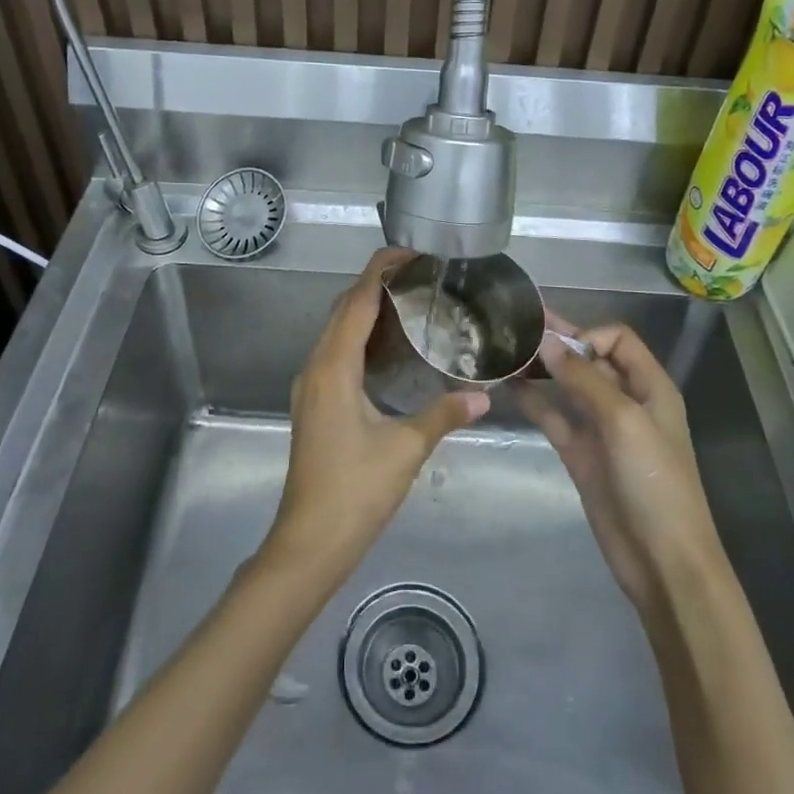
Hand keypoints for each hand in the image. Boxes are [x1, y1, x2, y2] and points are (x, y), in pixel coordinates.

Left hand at [263, 248, 488, 579]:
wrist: (309, 541)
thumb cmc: (355, 491)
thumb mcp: (405, 449)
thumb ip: (444, 414)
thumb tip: (483, 395)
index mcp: (334, 367)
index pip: (356, 301)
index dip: (381, 270)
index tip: (412, 252)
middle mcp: (316, 367)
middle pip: (343, 309)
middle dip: (377, 284)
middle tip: (421, 275)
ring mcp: (311, 386)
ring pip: (337, 330)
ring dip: (367, 310)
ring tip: (412, 302)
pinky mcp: (315, 403)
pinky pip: (336, 352)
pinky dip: (362, 337)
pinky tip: (392, 349)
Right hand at [522, 319, 723, 618]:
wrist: (662, 560)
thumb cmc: (654, 482)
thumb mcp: (624, 421)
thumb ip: (585, 379)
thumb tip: (547, 343)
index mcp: (649, 387)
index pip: (617, 340)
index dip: (588, 336)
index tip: (557, 349)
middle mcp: (625, 400)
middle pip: (589, 359)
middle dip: (557, 343)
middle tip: (514, 326)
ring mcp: (600, 428)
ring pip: (567, 386)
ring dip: (541, 370)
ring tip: (504, 352)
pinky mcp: (580, 453)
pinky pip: (554, 417)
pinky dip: (533, 400)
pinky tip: (507, 386)